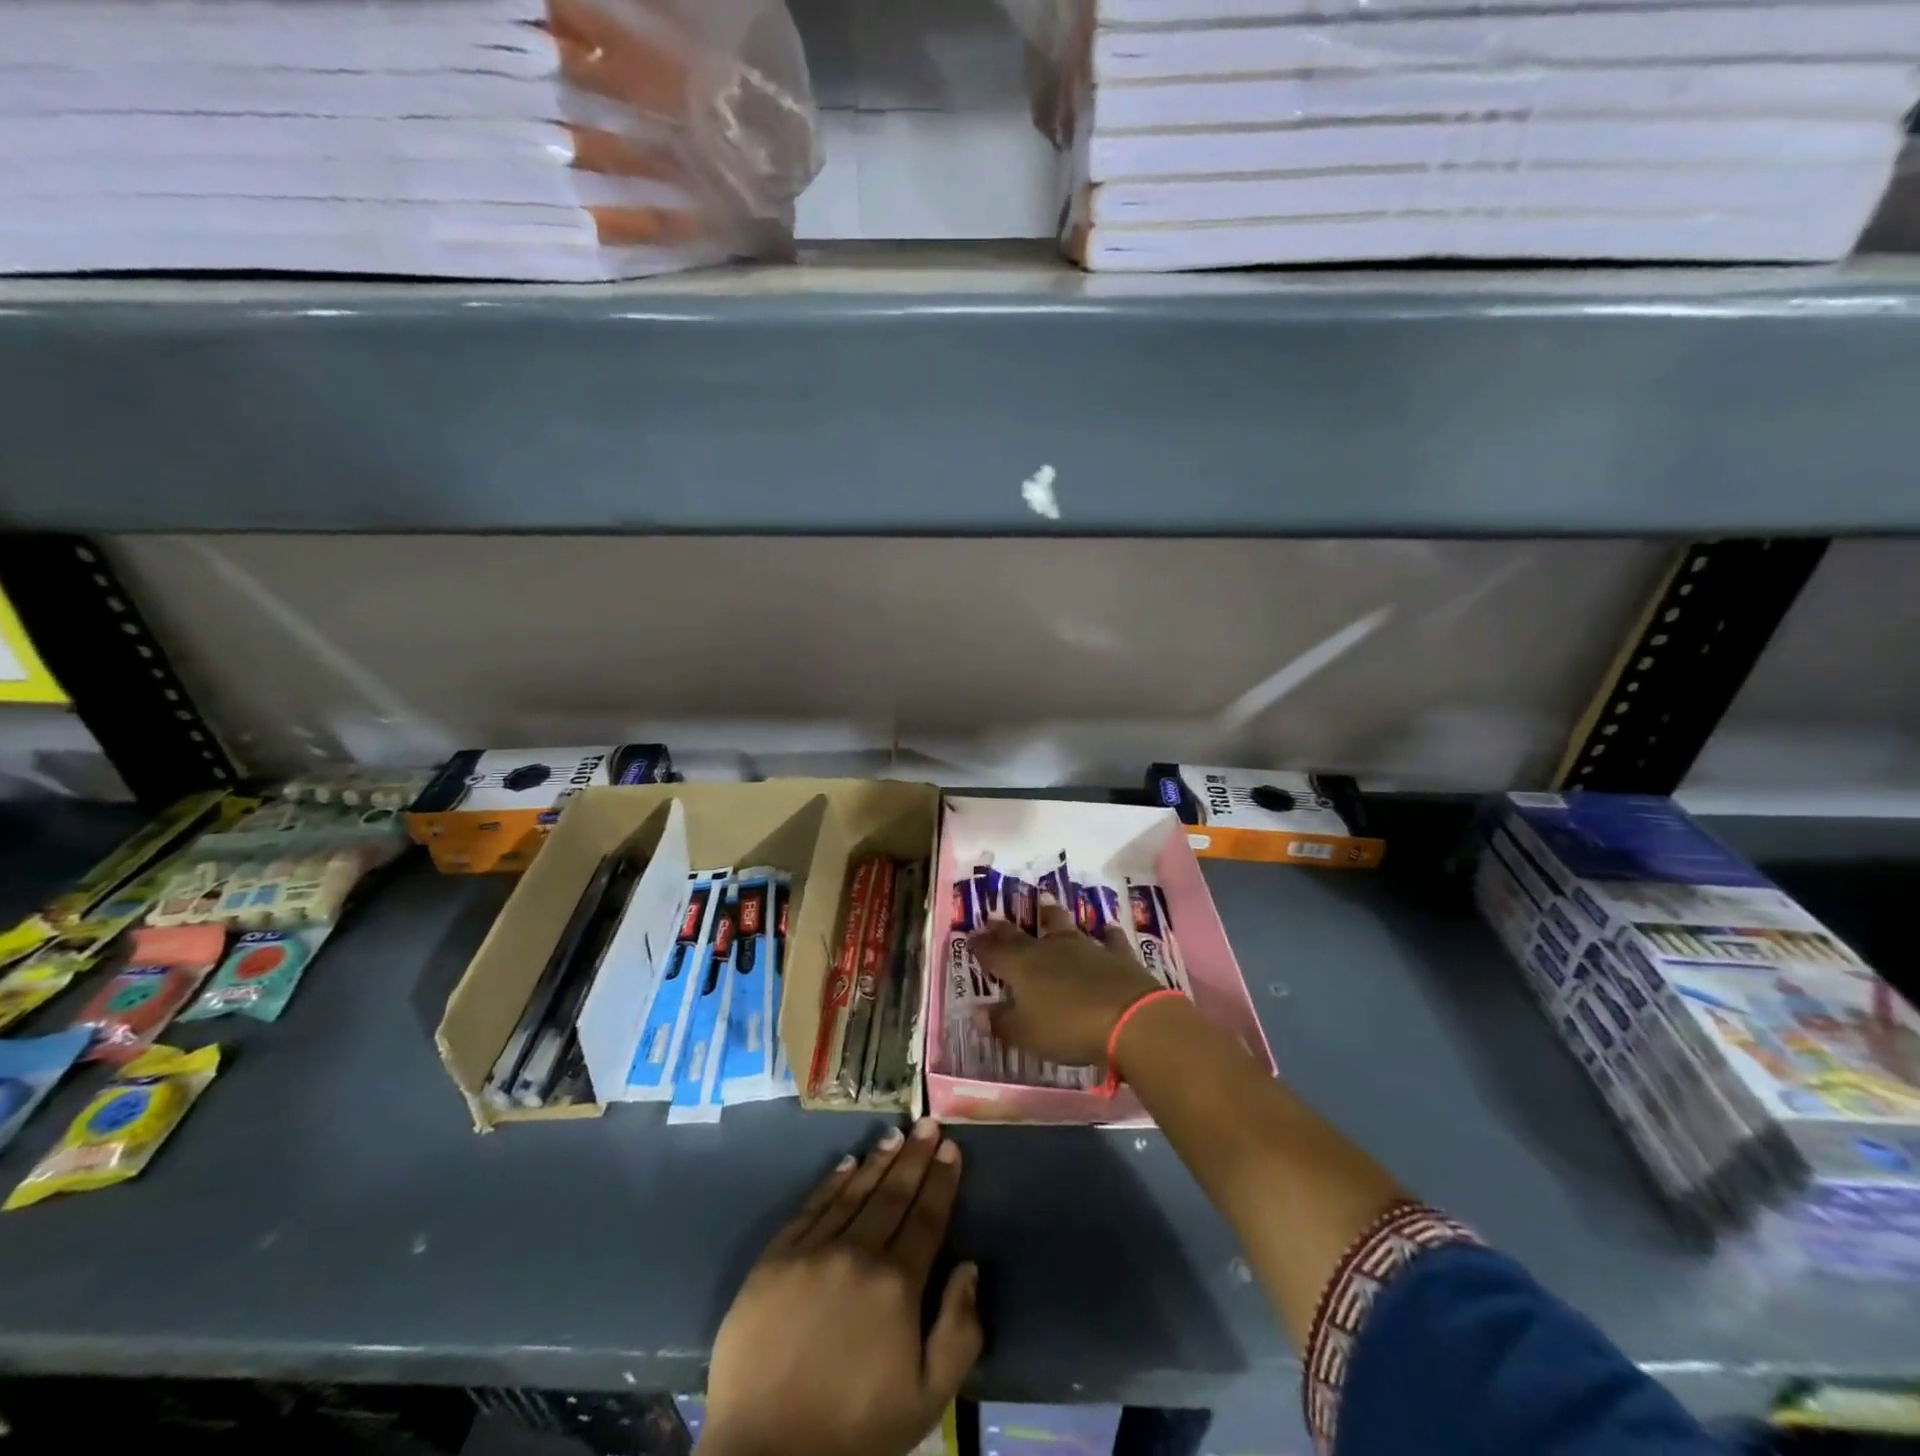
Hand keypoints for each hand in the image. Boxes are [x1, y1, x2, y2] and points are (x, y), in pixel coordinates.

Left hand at [703, 1119, 981, 1455]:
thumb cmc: (855, 1433)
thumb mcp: (926, 1401)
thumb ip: (959, 1332)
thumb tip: (970, 1267)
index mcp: (897, 1285)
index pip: (927, 1217)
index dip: (942, 1180)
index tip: (951, 1147)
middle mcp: (857, 1253)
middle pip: (893, 1195)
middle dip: (915, 1157)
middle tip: (927, 1123)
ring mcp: (812, 1252)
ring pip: (852, 1193)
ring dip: (877, 1161)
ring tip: (895, 1135)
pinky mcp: (774, 1259)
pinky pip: (810, 1209)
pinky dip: (831, 1183)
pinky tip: (845, 1163)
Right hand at [969, 901, 1162, 1067]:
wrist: (1129, 1018)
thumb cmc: (1068, 1028)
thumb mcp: (1026, 1034)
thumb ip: (1001, 1023)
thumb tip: (976, 1014)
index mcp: (1022, 967)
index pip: (993, 952)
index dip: (980, 945)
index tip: (970, 937)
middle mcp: (1049, 949)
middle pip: (1022, 935)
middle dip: (1005, 929)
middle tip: (994, 919)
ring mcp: (1085, 947)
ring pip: (1064, 925)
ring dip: (1053, 915)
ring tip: (1046, 902)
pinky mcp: (1116, 954)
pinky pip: (1109, 939)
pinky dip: (1105, 933)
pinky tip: (1106, 929)